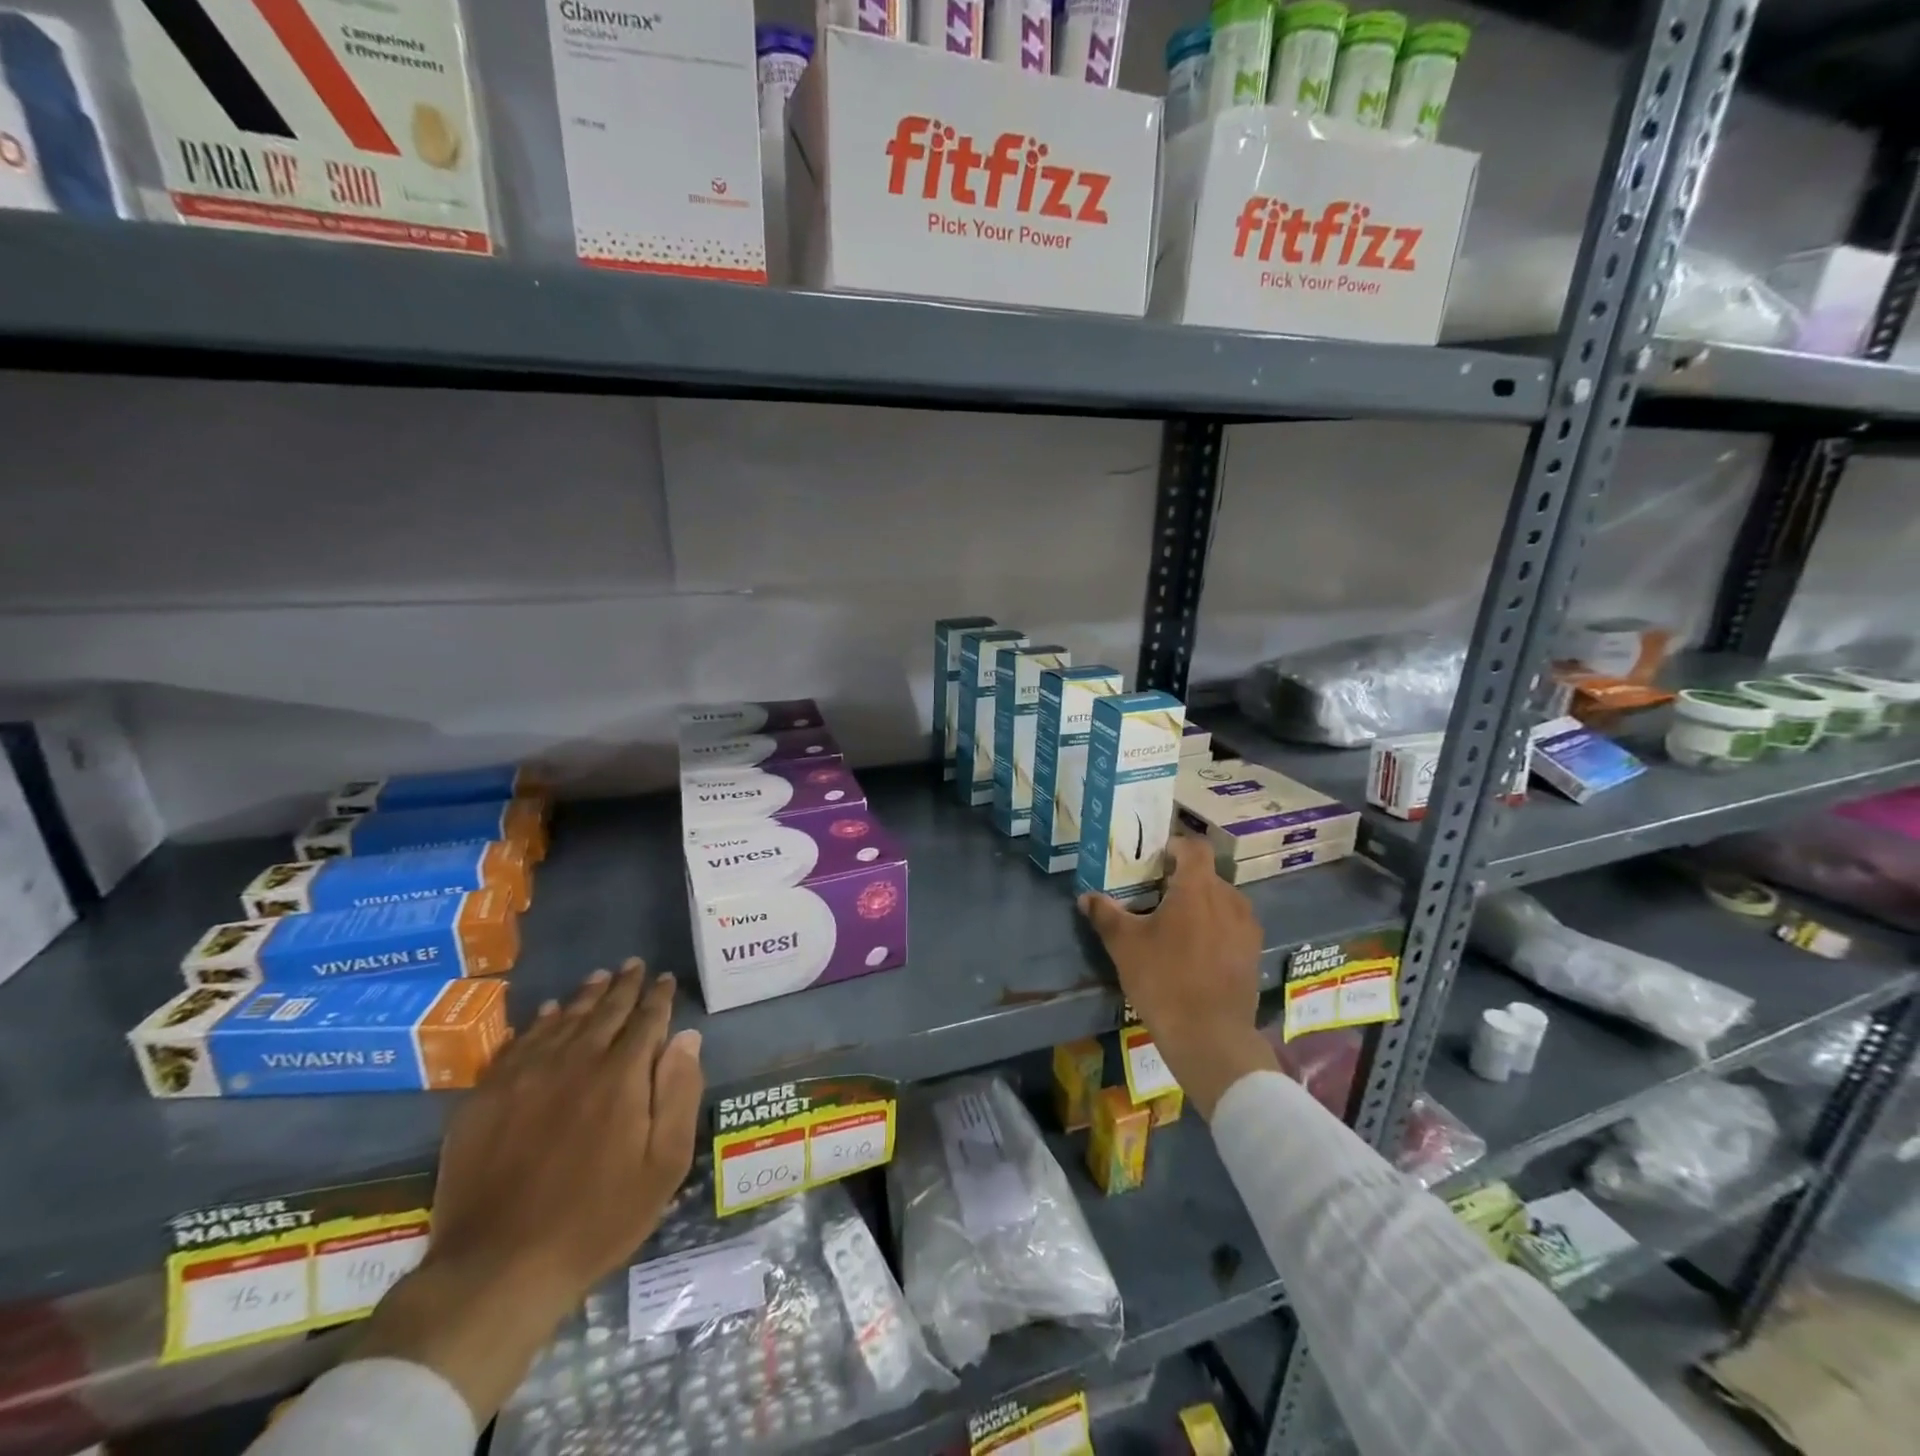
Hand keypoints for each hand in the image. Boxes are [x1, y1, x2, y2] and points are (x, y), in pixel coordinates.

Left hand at [354, 960, 703, 1421]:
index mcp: (621, 1076)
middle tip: (634, 965)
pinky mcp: (485, 1097)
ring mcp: (525, 1076)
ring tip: (599, 978)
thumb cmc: (597, 1219)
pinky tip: (549, 1013)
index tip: (666, 979)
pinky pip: (520, 1043)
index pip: (646, 1020)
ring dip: (585, 996)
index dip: (659, 997)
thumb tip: (686, 1037)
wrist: (497, 1269)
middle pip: (605, 1011)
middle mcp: (575, 1062)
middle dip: (624, 986)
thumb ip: (679, 1093)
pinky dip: (541, 1022)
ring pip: (563, 1020)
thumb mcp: (663, 1165)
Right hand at [1079, 834, 1276, 1117]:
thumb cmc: (1163, 980)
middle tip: (1155, 897)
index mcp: (1198, 888)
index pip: (1194, 847)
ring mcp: (1247, 927)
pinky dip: (1215, 927)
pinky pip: (1233, 925)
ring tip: (1175, 926)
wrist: (1210, 1036)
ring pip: (1222, 900)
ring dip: (1201, 904)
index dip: (1175, 846)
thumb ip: (1106, 914)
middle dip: (1183, 880)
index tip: (1155, 859)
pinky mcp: (1254, 953)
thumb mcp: (1125, 945)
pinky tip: (1195, 952)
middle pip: (1207, 875)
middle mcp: (1229, 899)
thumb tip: (1086, 897)